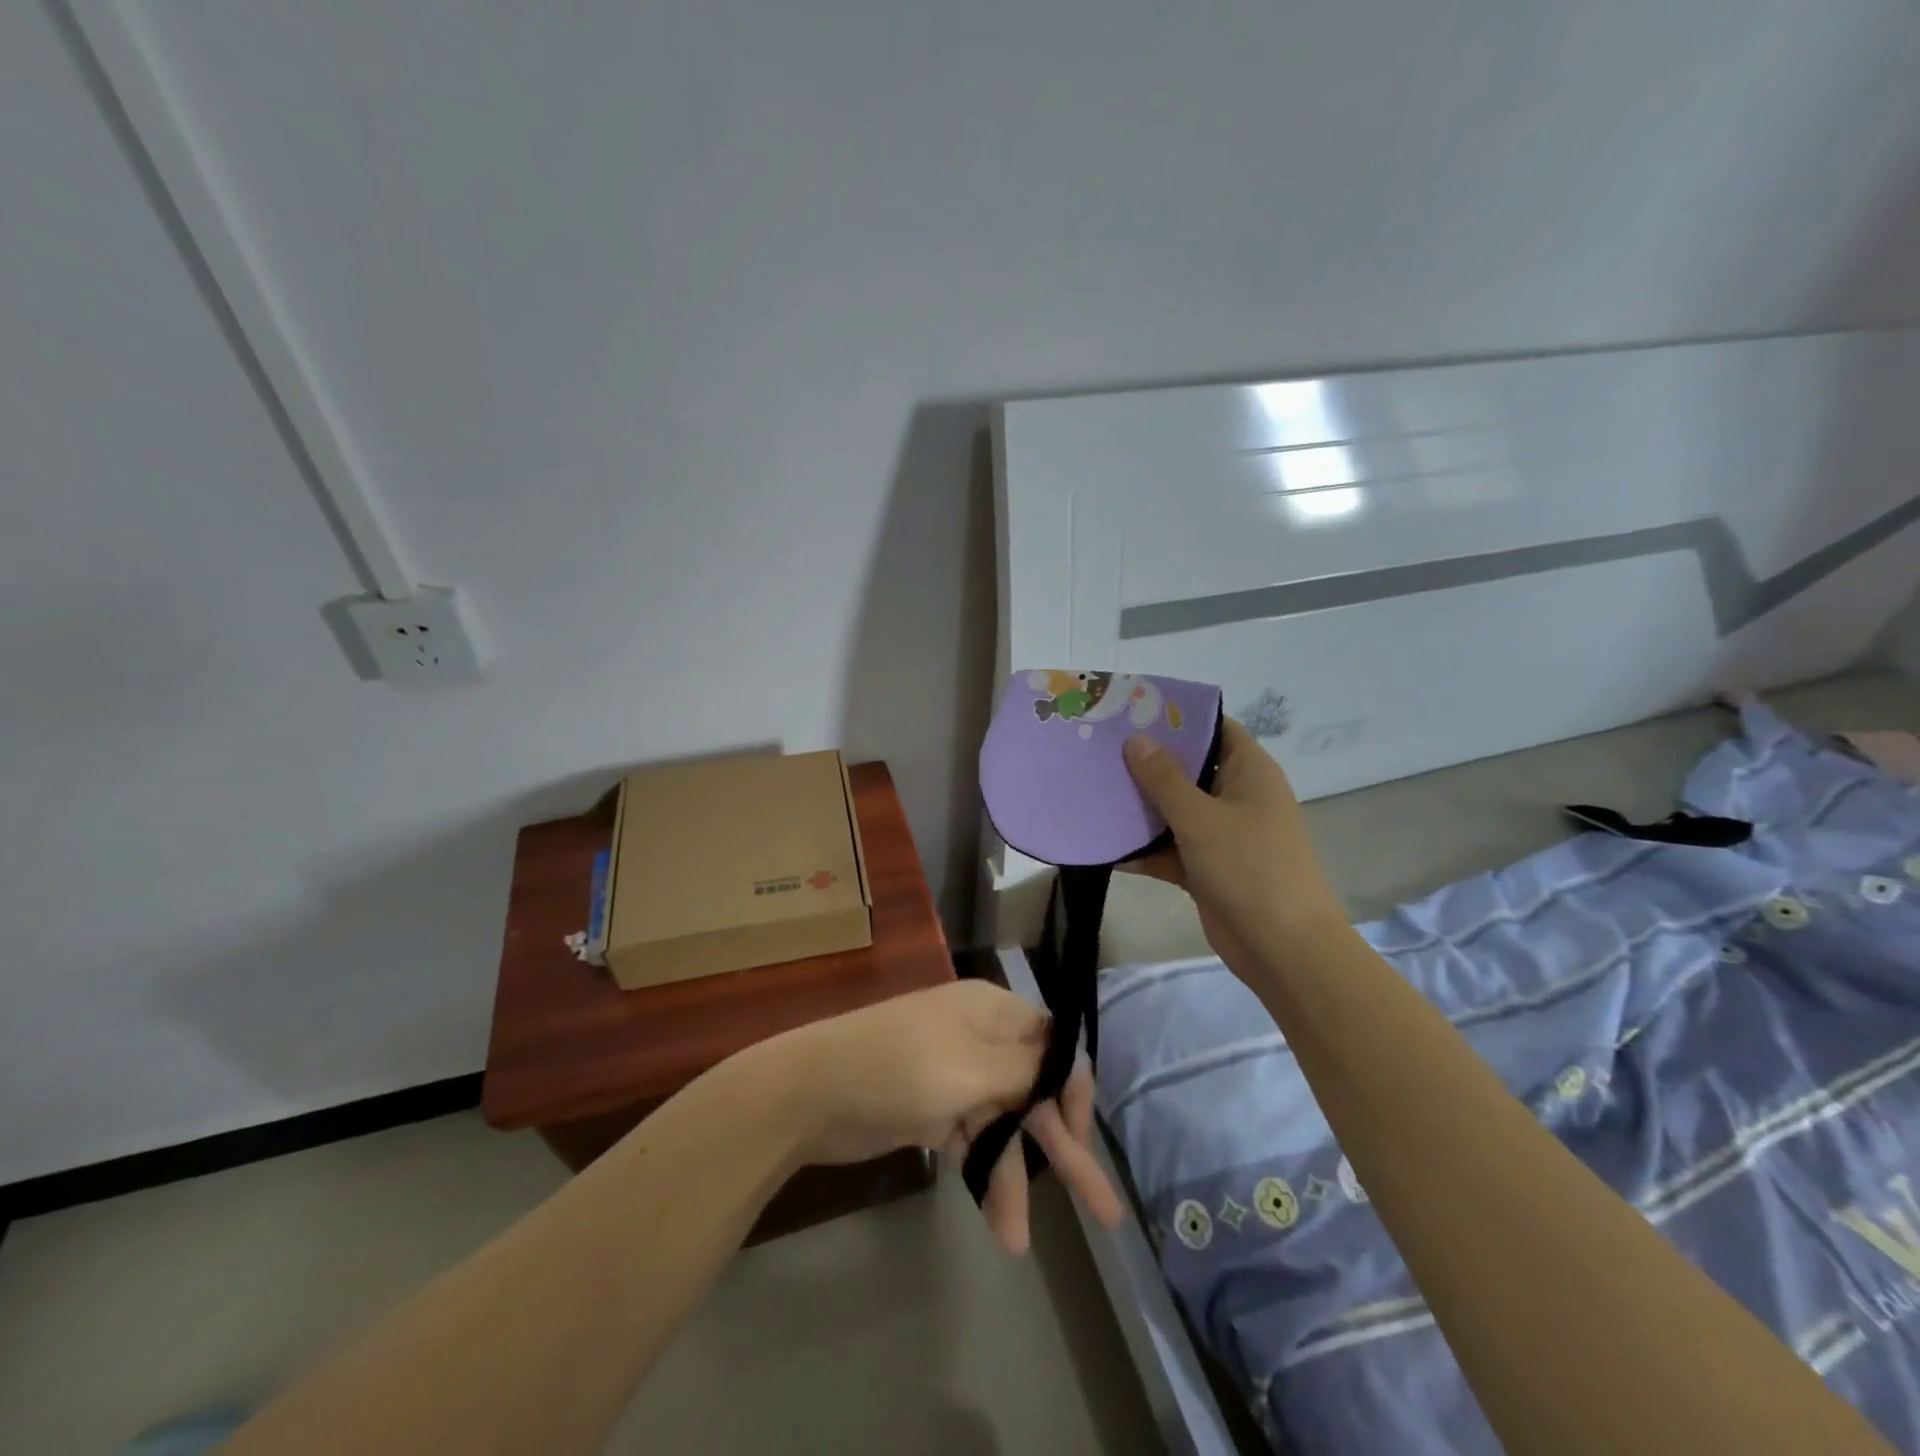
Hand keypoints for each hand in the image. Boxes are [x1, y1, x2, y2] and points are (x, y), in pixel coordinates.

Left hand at [751, 981, 1124, 1253]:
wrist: (809, 1092)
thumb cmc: (897, 1067)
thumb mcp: (971, 1067)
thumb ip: (1026, 1071)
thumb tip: (1067, 1065)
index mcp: (991, 1011)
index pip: (1052, 1043)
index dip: (1072, 1088)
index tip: (1080, 1137)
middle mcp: (979, 1038)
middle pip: (1033, 1091)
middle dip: (1062, 1146)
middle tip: (1102, 1208)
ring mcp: (955, 1076)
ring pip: (1003, 1125)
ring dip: (1014, 1176)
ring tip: (1019, 1239)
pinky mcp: (933, 1110)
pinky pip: (973, 1142)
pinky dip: (985, 1176)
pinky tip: (1000, 1224)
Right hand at [1122, 718, 1346, 971]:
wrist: (1282, 949)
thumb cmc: (1250, 868)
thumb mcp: (1202, 818)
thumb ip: (1165, 778)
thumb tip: (1136, 739)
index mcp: (1248, 772)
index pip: (1214, 728)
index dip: (1177, 717)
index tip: (1131, 710)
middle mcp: (1236, 796)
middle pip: (1187, 768)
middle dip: (1146, 761)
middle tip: (1098, 748)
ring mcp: (1221, 834)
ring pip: (1173, 810)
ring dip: (1139, 806)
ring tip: (1091, 789)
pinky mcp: (1206, 868)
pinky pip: (1168, 848)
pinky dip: (1143, 848)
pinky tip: (1103, 844)